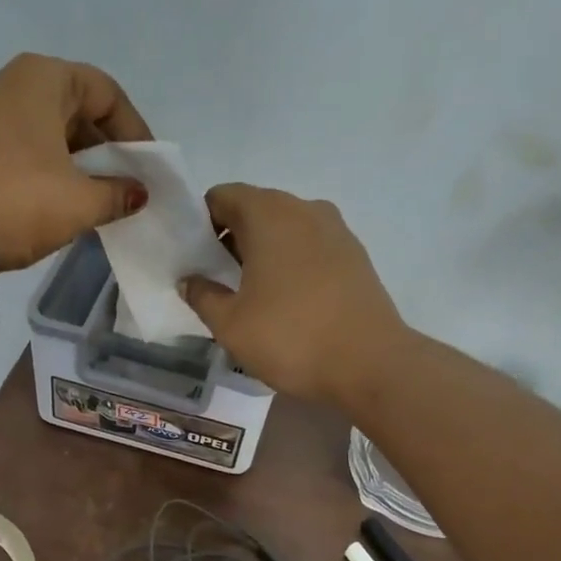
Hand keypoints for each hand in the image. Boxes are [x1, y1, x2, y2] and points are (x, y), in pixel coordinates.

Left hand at [0, 53, 151, 269]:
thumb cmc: (18, 201)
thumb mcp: (80, 203)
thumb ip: (117, 194)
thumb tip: (137, 193)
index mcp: (43, 77)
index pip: (106, 92)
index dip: (134, 131)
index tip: (145, 168)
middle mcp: (7, 81)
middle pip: (72, 107)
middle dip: (101, 147)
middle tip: (118, 185)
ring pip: (41, 129)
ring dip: (70, 161)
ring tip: (87, 199)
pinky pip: (15, 146)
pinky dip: (39, 167)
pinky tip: (48, 201)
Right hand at [181, 184, 407, 404]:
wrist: (370, 364)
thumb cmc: (290, 338)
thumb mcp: (230, 324)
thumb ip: (202, 295)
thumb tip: (190, 280)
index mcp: (268, 214)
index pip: (221, 197)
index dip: (200, 223)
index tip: (193, 258)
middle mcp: (304, 209)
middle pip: (255, 209)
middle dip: (230, 237)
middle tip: (215, 279)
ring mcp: (336, 230)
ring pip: (285, 228)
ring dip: (262, 251)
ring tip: (250, 293)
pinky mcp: (355, 255)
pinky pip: (310, 246)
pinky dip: (291, 262)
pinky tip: (286, 301)